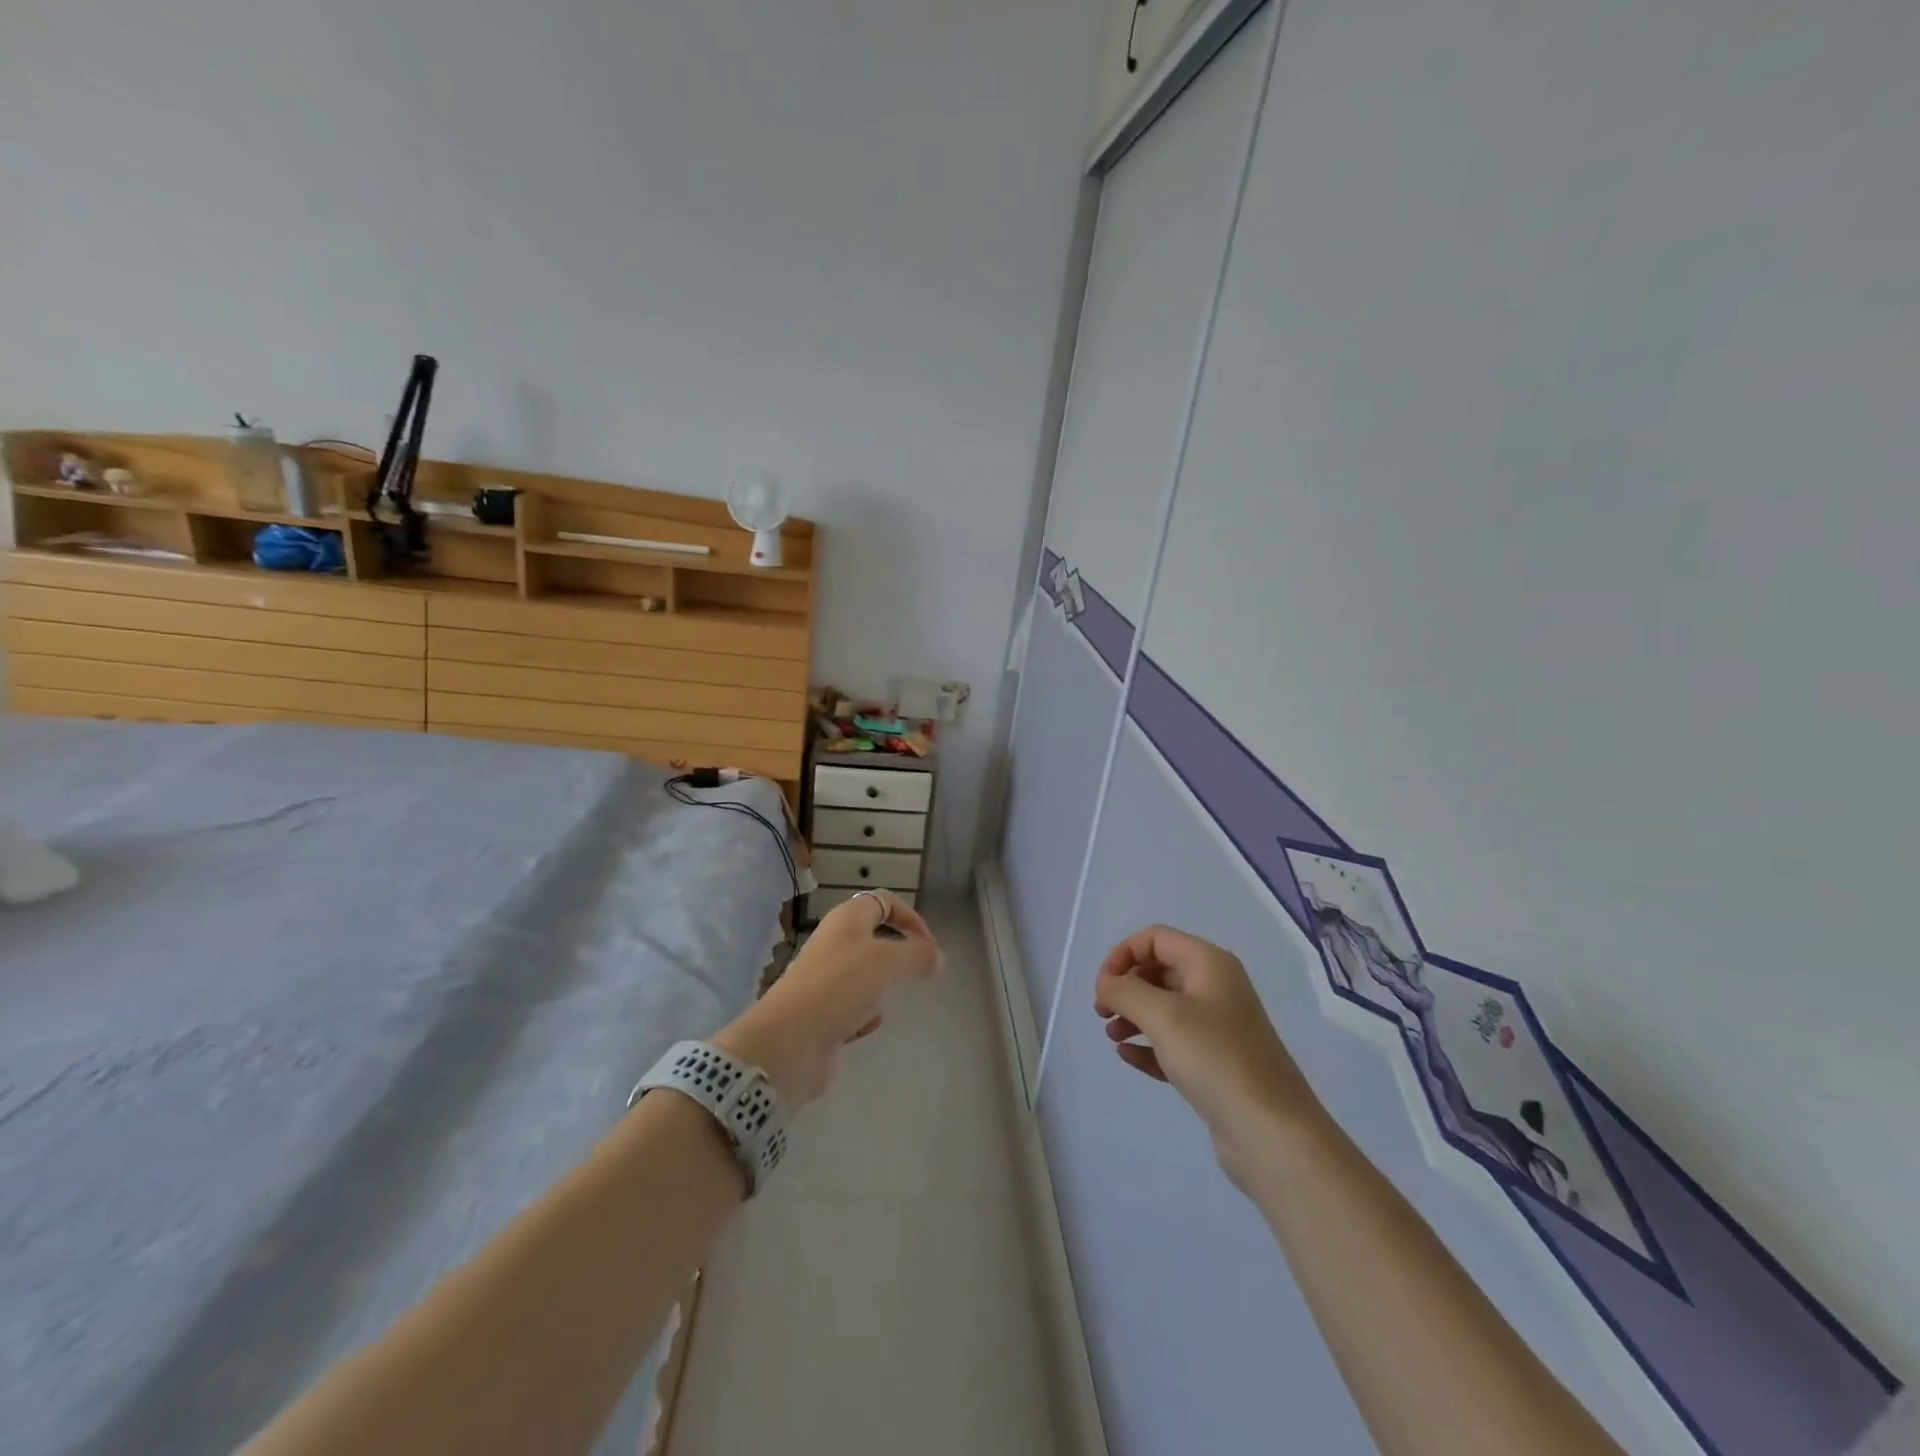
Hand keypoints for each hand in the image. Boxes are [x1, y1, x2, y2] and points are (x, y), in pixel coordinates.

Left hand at [714, 891, 941, 1109]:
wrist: (791, 1040)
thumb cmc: (841, 986)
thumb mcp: (888, 961)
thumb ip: (918, 954)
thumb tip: (936, 957)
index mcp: (847, 919)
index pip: (884, 901)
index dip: (910, 917)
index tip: (930, 946)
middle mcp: (834, 943)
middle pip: (874, 937)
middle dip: (898, 954)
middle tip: (917, 971)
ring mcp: (825, 978)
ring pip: (864, 974)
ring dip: (881, 986)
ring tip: (890, 999)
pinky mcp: (821, 1012)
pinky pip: (852, 1007)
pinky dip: (864, 1016)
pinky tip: (866, 1026)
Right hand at [1095, 925, 1327, 1186]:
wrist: (1272, 1133)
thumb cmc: (1216, 1060)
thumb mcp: (1164, 1016)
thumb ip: (1125, 991)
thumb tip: (1107, 984)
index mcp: (1209, 964)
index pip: (1155, 938)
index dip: (1122, 955)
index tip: (1103, 988)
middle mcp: (1215, 988)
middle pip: (1158, 970)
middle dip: (1126, 986)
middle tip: (1102, 1012)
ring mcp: (1217, 1027)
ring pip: (1163, 1007)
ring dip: (1133, 1015)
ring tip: (1112, 1035)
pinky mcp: (1214, 1063)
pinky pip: (1172, 1042)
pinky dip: (1148, 1044)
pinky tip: (1127, 1057)